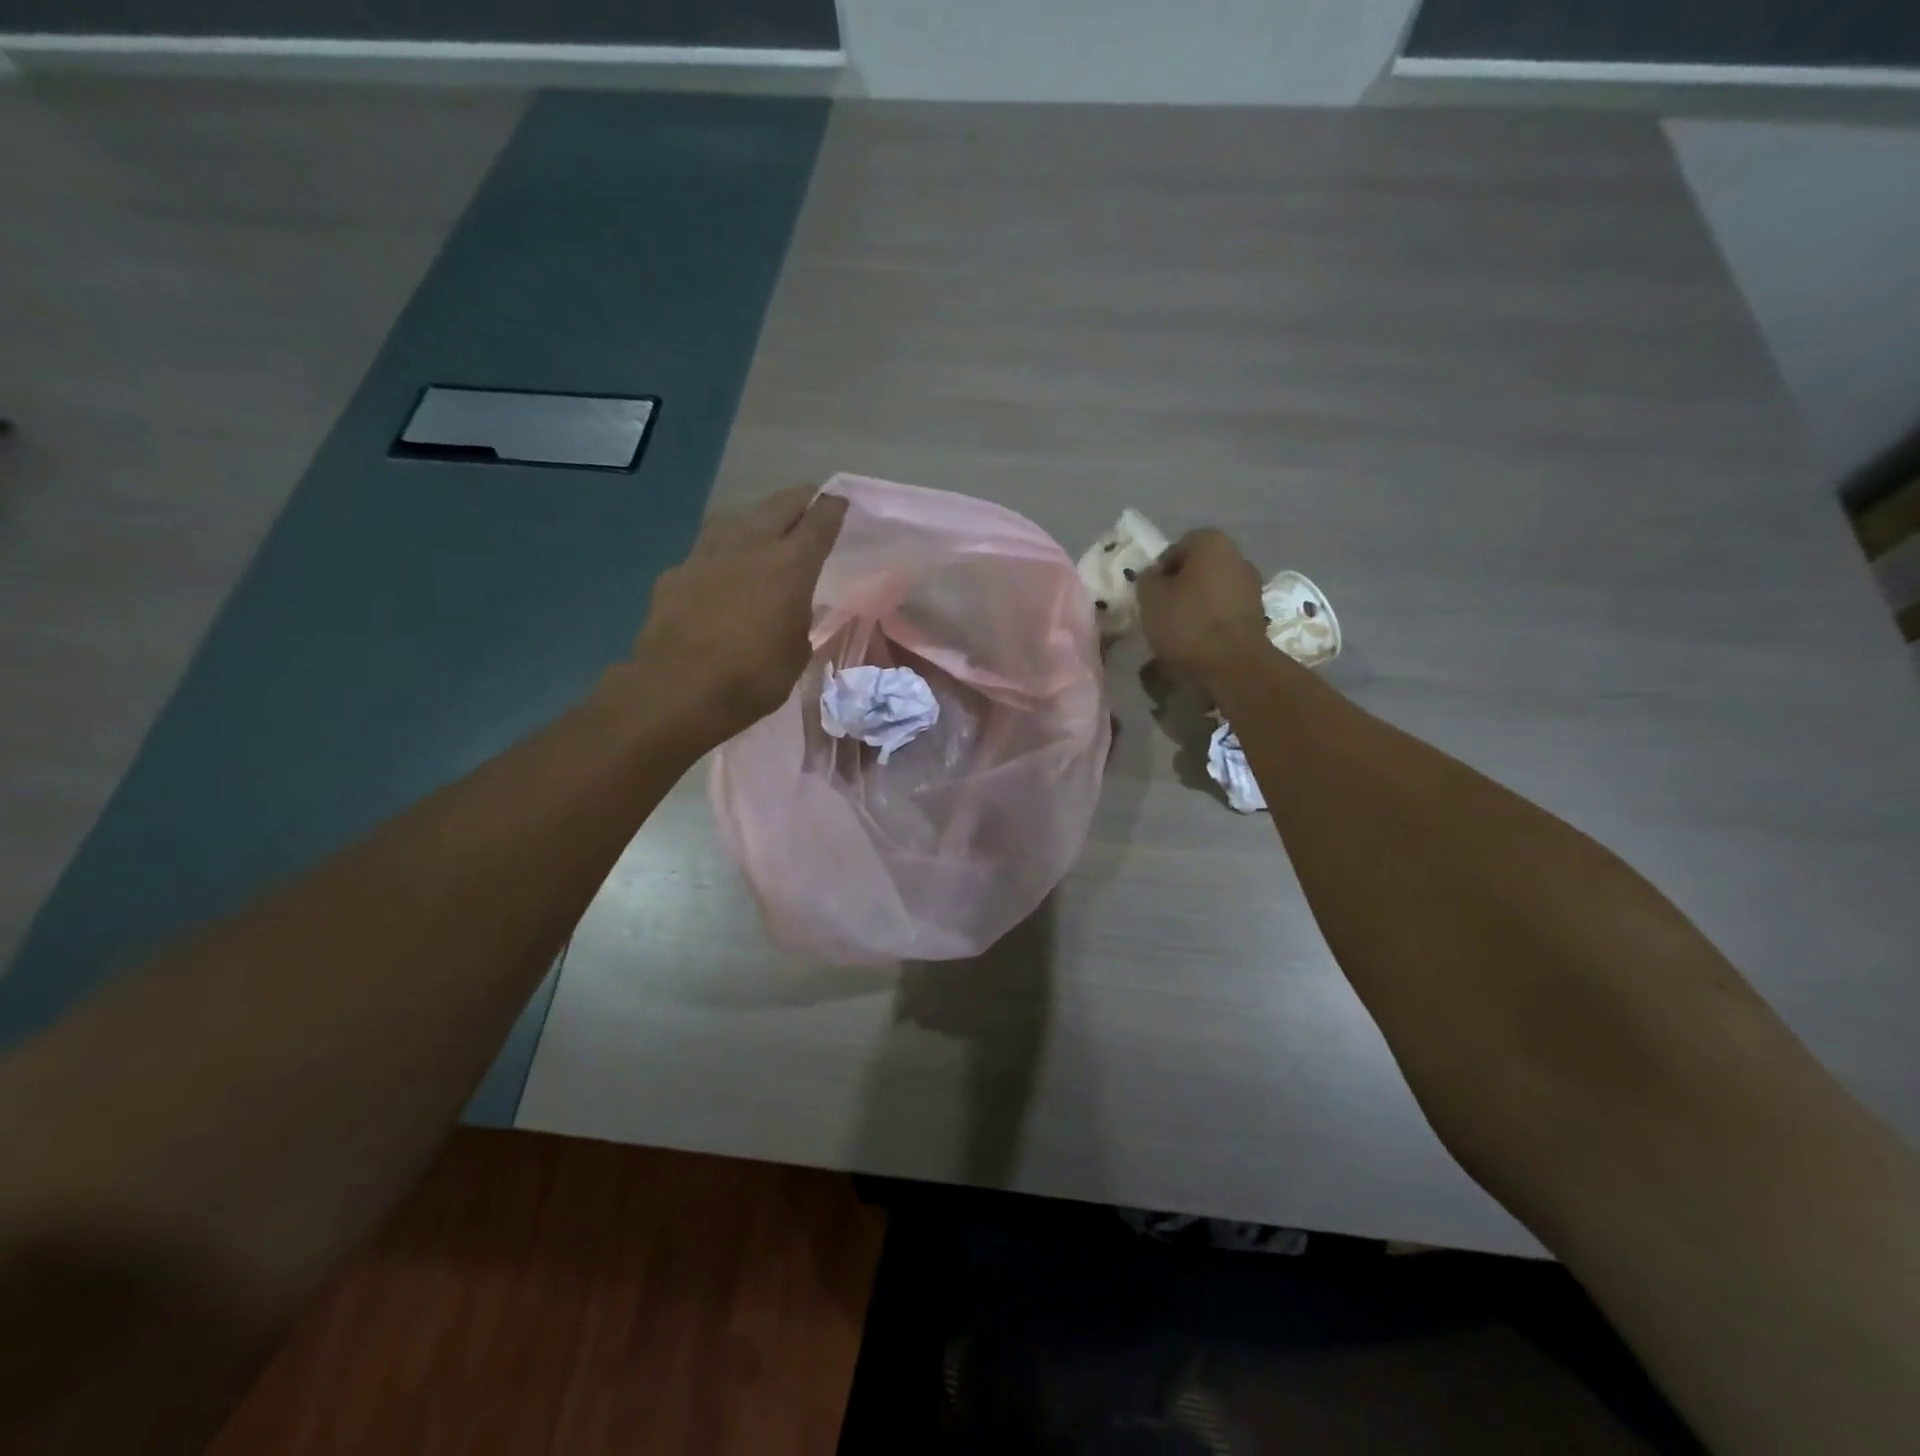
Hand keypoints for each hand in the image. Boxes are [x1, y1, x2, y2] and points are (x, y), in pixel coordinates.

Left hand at [627, 486, 847, 747]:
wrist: (679, 691)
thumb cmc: (753, 678)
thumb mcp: (797, 652)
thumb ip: (797, 619)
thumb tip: (789, 609)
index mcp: (790, 566)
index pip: (819, 522)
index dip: (833, 509)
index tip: (840, 503)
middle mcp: (749, 547)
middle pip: (779, 505)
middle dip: (800, 501)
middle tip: (810, 505)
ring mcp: (706, 555)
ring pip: (735, 521)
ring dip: (752, 525)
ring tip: (757, 541)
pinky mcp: (674, 574)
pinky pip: (702, 556)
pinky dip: (716, 564)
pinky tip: (714, 585)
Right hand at [1137, 529, 1268, 689]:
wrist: (1231, 664)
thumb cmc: (1187, 622)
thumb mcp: (1150, 598)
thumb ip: (1147, 579)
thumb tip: (1154, 577)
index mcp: (1212, 543)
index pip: (1178, 547)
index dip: (1160, 569)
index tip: (1150, 593)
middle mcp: (1238, 557)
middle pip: (1199, 568)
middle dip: (1180, 585)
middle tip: (1162, 609)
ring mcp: (1252, 586)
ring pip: (1213, 590)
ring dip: (1197, 603)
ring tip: (1178, 629)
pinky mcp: (1258, 614)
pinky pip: (1225, 611)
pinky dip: (1212, 620)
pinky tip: (1198, 640)